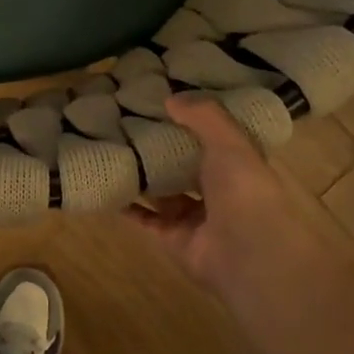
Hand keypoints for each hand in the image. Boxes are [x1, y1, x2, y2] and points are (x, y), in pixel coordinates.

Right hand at [126, 93, 335, 301]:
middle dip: (161, 147)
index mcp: (238, 165)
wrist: (248, 256)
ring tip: (110, 147)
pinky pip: (143, 217)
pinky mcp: (171, 237)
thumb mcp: (230, 142)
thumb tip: (170, 97)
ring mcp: (193, 217)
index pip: (214, 138)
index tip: (163, 100)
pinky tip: (105, 184)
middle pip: (184, 165)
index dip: (192, 121)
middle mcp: (217, 190)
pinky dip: (125, 205)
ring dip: (141, 174)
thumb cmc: (245, 191)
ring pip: (162, 191)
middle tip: (126, 121)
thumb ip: (203, 116)